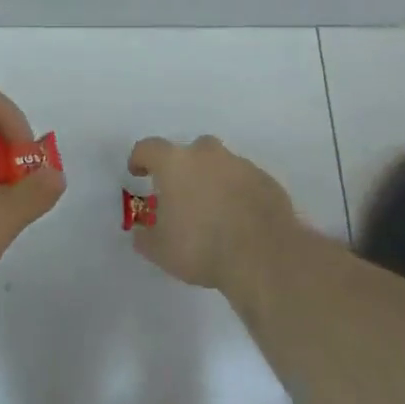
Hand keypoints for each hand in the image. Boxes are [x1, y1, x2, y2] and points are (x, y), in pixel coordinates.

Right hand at [127, 134, 296, 291]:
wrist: (264, 255)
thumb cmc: (202, 246)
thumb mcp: (160, 251)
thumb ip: (146, 237)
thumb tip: (142, 232)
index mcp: (174, 163)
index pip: (148, 148)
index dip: (140, 159)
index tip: (138, 173)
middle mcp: (207, 154)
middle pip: (189, 151)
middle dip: (183, 169)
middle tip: (181, 195)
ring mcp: (240, 164)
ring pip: (220, 165)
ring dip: (213, 180)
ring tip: (214, 211)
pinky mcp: (266, 180)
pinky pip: (244, 181)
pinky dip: (238, 193)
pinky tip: (240, 219)